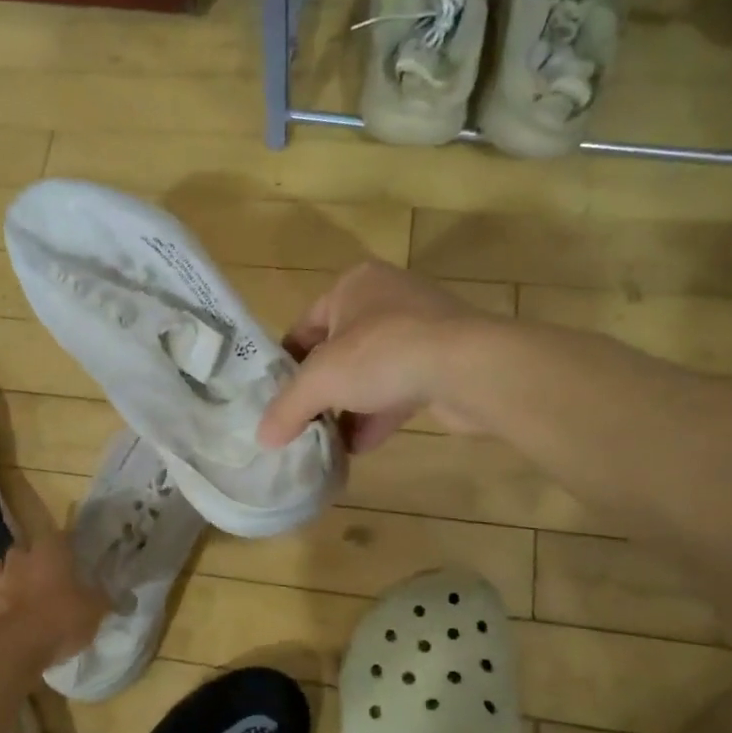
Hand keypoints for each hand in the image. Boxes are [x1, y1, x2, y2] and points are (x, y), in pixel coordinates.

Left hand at [0, 532, 109, 663]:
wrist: (18, 649)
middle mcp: (19, 560)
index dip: (64, 544)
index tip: (72, 555)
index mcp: (49, 553)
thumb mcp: (95, 610)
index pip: (57, 535)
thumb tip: (121, 595)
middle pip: (20, 548)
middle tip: (42, 575)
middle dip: (28, 558)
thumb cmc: (61, 620)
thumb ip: (104, 599)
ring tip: (10, 586)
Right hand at [258, 260, 487, 453]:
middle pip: (338, 352)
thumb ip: (287, 408)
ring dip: (348, 408)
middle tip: (300, 422)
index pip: (305, 325)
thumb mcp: (319, 381)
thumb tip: (262, 438)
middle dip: (320, 390)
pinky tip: (359, 447)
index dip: (286, 363)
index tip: (275, 398)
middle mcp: (387, 300)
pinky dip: (377, 415)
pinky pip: (399, 388)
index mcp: (353, 286)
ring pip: (370, 373)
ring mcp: (420, 330)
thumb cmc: (382, 354)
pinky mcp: (444, 361)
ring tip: (326, 442)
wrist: (469, 367)